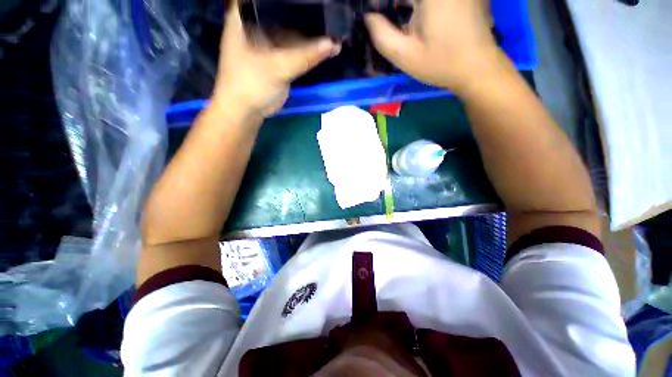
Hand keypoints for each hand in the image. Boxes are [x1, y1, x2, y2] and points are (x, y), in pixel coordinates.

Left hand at [211, 1, 340, 118]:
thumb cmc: (249, 84)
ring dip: (313, 35)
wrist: (246, 111)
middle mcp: (258, 23)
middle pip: (285, 11)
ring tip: (335, 32)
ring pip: (294, 31)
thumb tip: (332, 44)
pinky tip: (327, 48)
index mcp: (246, 15)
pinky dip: (311, 51)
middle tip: (331, 12)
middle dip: (307, 13)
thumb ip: (304, 56)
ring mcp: (270, 41)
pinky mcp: (279, 58)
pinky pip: (297, 49)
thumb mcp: (276, 67)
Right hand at [365, 0, 501, 92]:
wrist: (477, 67)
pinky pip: (431, 1)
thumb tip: (368, 17)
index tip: (375, 16)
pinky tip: (418, 18)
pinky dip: (417, 7)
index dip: (380, 5)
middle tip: (384, 18)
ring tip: (398, 17)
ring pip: (416, 0)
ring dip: (406, 6)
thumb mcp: (404, 56)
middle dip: (394, 6)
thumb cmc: (439, 63)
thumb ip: (381, 35)